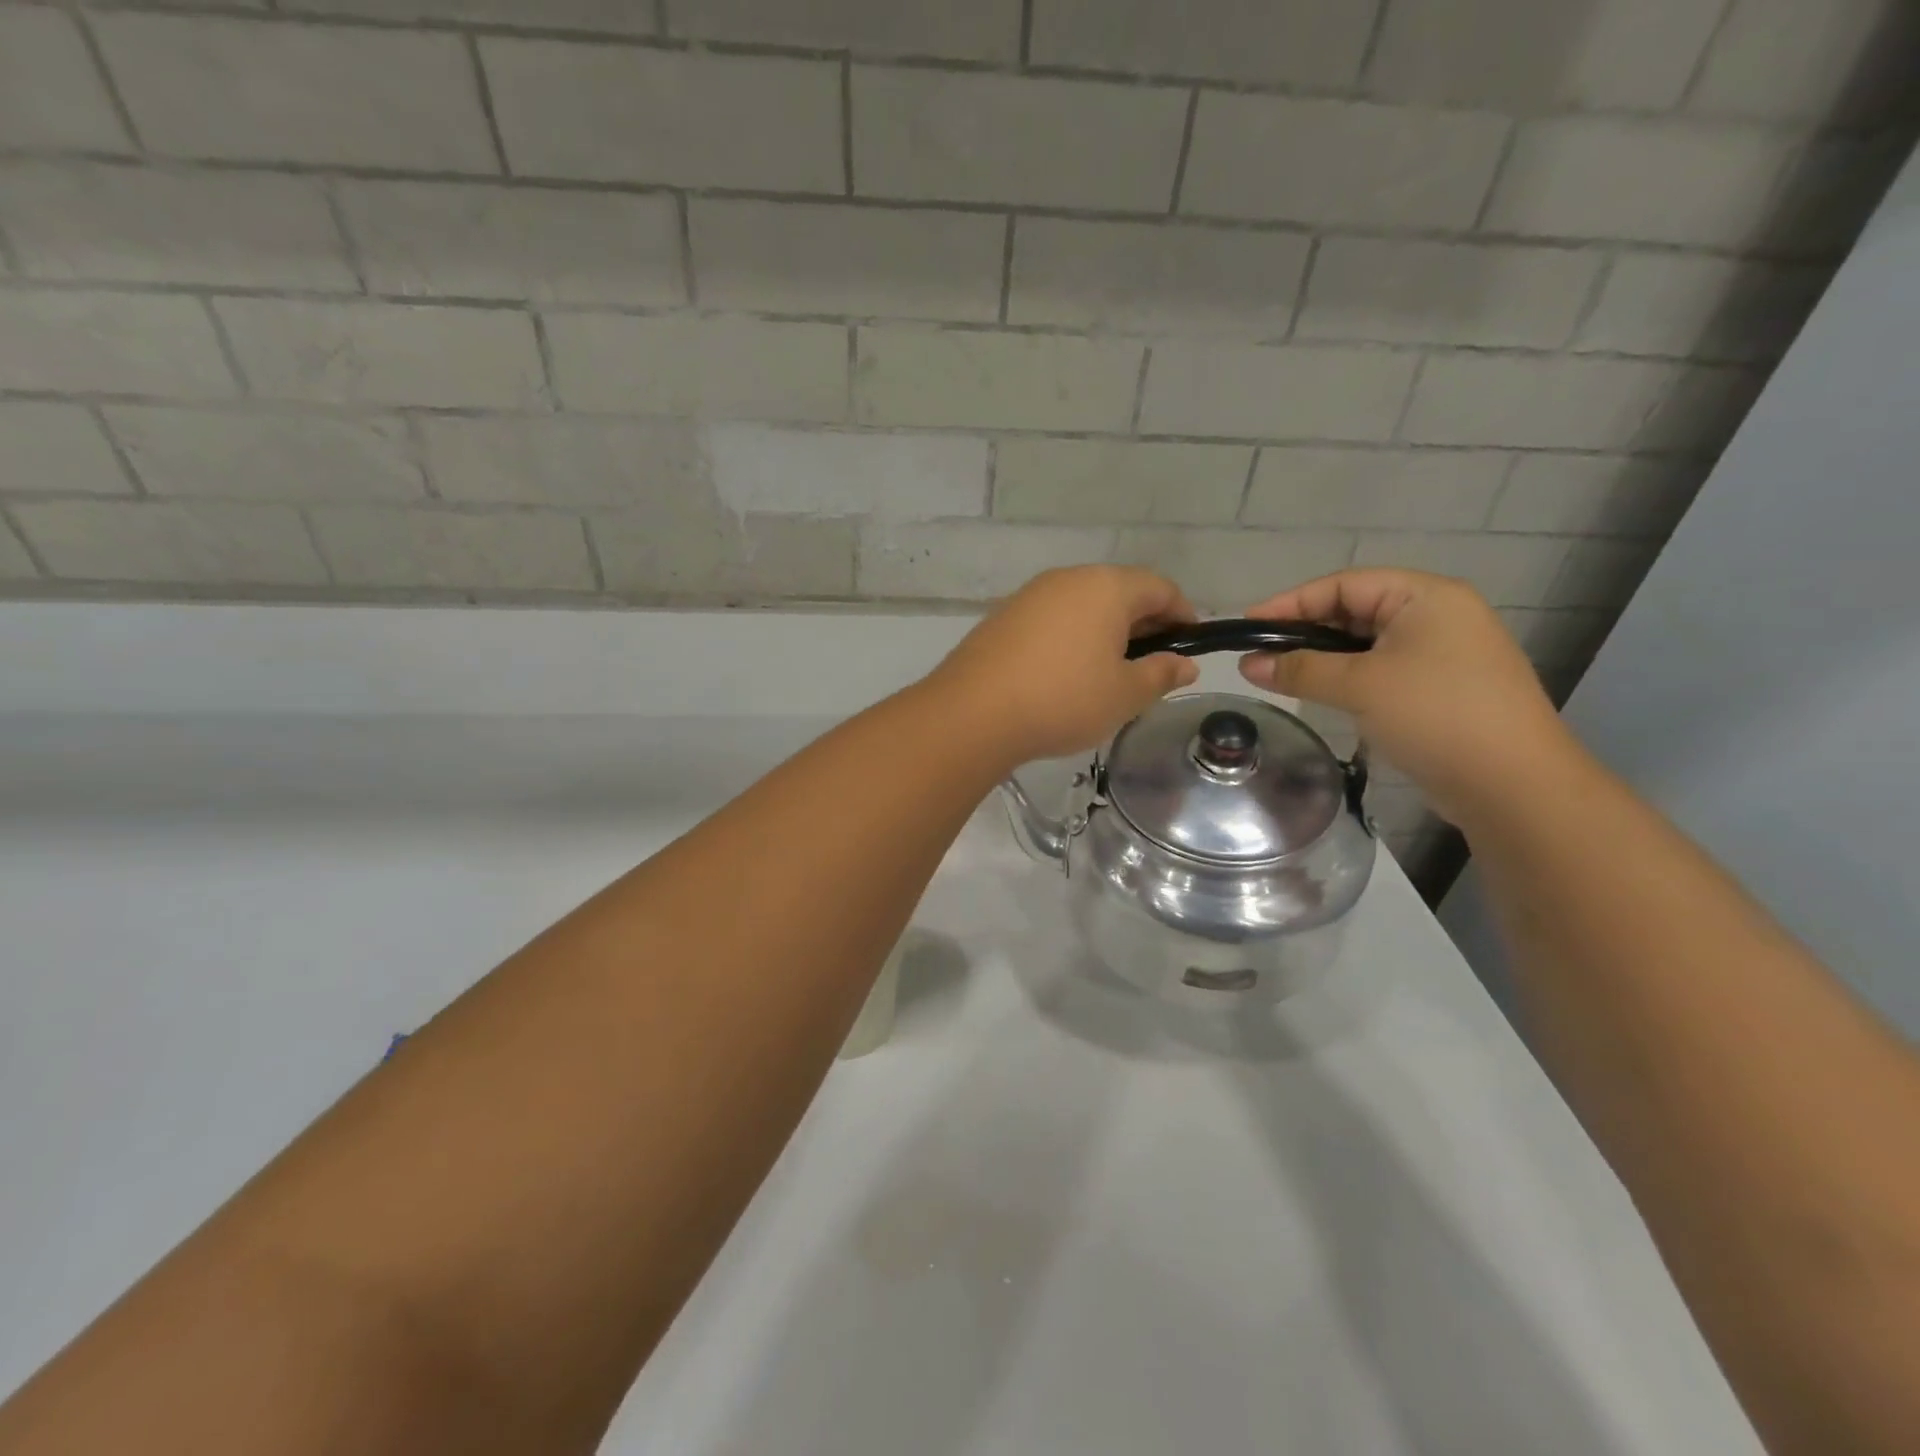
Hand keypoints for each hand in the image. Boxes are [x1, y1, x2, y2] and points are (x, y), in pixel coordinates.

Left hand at [930, 566, 1199, 763]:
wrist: (973, 713)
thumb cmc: (1063, 700)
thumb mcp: (1124, 695)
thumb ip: (1160, 674)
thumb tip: (1185, 664)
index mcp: (1106, 587)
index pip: (1160, 587)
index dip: (1183, 614)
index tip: (1190, 646)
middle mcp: (1068, 579)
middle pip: (1120, 591)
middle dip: (1144, 623)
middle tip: (1153, 663)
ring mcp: (1030, 595)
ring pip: (1083, 605)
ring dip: (1105, 631)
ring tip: (1110, 672)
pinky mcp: (1003, 617)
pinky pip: (1052, 619)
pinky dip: (1071, 637)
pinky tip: (1067, 673)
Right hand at [1240, 569, 1573, 824]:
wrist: (1512, 784)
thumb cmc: (1435, 715)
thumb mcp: (1360, 685)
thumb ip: (1300, 669)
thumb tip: (1247, 665)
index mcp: (1426, 597)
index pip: (1344, 584)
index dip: (1291, 602)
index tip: (1248, 625)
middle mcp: (1438, 616)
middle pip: (1355, 610)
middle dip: (1305, 631)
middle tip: (1259, 653)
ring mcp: (1443, 653)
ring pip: (1366, 644)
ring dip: (1323, 657)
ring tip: (1280, 674)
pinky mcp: (1440, 688)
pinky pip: (1381, 670)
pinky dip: (1347, 677)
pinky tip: (1321, 693)